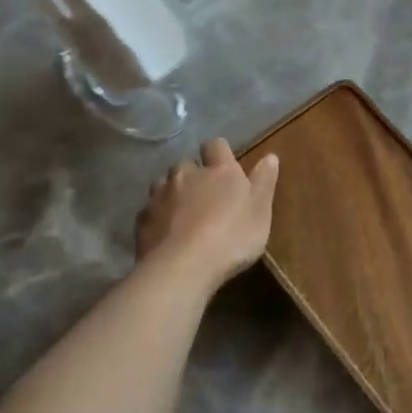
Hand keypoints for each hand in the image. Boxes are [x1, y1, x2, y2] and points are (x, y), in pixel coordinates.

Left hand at [137, 139, 279, 287]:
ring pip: (164, 185)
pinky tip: (166, 236)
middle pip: (186, 165)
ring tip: (182, 215)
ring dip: (173, 194)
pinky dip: (158, 218)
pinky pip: (150, 211)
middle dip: (193, 176)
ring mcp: (160, 196)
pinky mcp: (141, 220)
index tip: (224, 165)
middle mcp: (186, 175)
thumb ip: (264, 181)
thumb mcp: (260, 211)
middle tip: (204, 197)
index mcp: (219, 170)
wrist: (183, 267)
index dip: (219, 152)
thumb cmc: (232, 237)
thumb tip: (270, 156)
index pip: (216, 145)